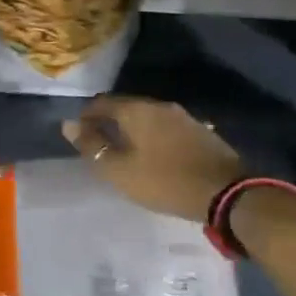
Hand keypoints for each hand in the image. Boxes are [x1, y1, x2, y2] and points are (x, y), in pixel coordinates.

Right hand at [63, 95, 242, 221]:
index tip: (79, 135)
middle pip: (125, 106)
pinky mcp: (199, 130)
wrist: (226, 193)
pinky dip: (152, 135)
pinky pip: (165, 126)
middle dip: (109, 120)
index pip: (101, 103)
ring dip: (132, 128)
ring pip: (147, 116)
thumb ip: (92, 146)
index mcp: (136, 110)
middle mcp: (159, 105)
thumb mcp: (119, 170)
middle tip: (99, 143)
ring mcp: (183, 116)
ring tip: (124, 149)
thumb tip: (68, 125)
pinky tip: (153, 153)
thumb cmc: (164, 181)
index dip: (86, 117)